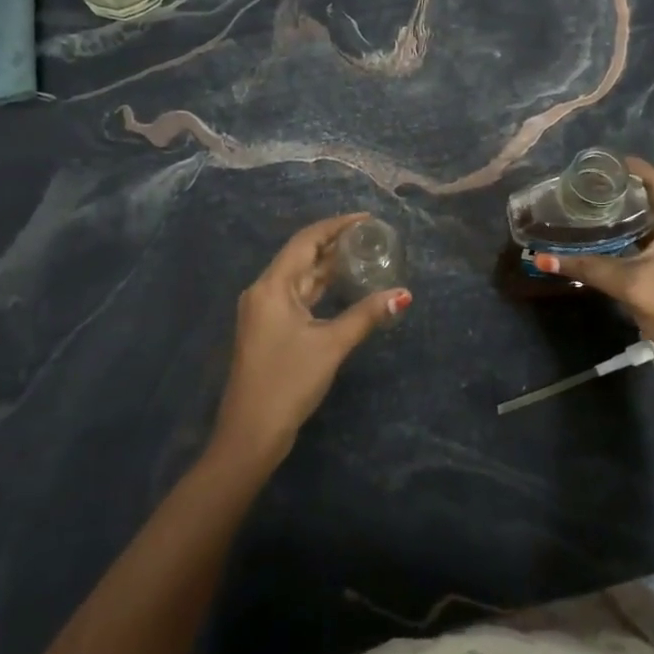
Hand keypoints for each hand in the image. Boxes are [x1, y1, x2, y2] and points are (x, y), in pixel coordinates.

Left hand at [212, 213, 411, 468]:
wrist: (250, 434)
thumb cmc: (288, 382)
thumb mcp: (331, 345)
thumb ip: (366, 315)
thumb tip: (403, 295)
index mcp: (272, 286)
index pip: (305, 241)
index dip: (335, 225)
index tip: (366, 219)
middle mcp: (264, 291)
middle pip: (301, 256)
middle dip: (334, 244)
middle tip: (370, 236)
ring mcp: (264, 312)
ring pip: (299, 278)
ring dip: (327, 266)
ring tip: (362, 255)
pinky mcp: (268, 329)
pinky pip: (297, 296)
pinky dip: (320, 288)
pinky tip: (342, 288)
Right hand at [531, 157, 653, 383]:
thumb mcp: (630, 284)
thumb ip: (587, 267)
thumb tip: (541, 258)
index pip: (642, 172)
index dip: (611, 167)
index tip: (577, 170)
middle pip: (638, 191)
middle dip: (605, 191)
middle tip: (568, 192)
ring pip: (638, 215)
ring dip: (610, 213)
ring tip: (574, 210)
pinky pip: (640, 234)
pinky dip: (618, 233)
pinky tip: (593, 239)